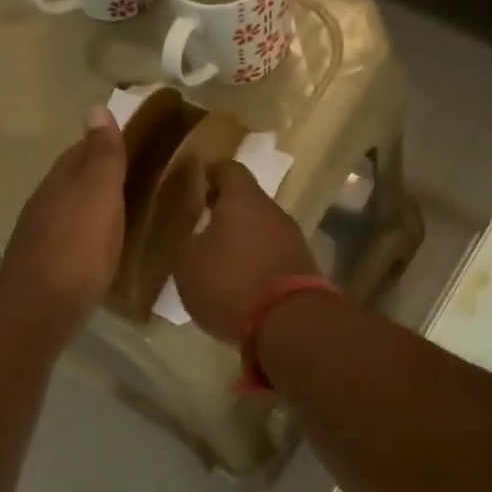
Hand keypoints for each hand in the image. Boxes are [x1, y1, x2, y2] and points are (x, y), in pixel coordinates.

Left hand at [0, 107, 126, 341]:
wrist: (41, 307)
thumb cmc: (77, 248)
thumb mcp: (98, 195)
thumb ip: (102, 156)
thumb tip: (96, 107)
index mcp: (61, 181)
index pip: (83, 151)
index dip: (107, 144)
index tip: (137, 144)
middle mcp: (47, 203)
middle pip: (75, 180)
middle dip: (101, 175)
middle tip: (139, 178)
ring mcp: (43, 236)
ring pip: (73, 210)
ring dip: (95, 206)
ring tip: (126, 211)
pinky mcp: (48, 266)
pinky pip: (73, 239)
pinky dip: (90, 234)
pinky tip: (104, 245)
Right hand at [175, 160, 318, 341]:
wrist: (288, 321)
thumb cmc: (230, 283)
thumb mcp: (188, 265)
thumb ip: (187, 244)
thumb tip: (195, 237)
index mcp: (242, 199)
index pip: (228, 170)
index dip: (212, 173)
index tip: (199, 179)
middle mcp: (272, 211)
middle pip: (248, 201)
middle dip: (227, 210)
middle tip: (204, 223)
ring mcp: (292, 240)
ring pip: (262, 230)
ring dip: (243, 239)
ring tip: (221, 258)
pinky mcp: (303, 268)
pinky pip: (272, 256)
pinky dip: (256, 262)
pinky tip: (242, 281)